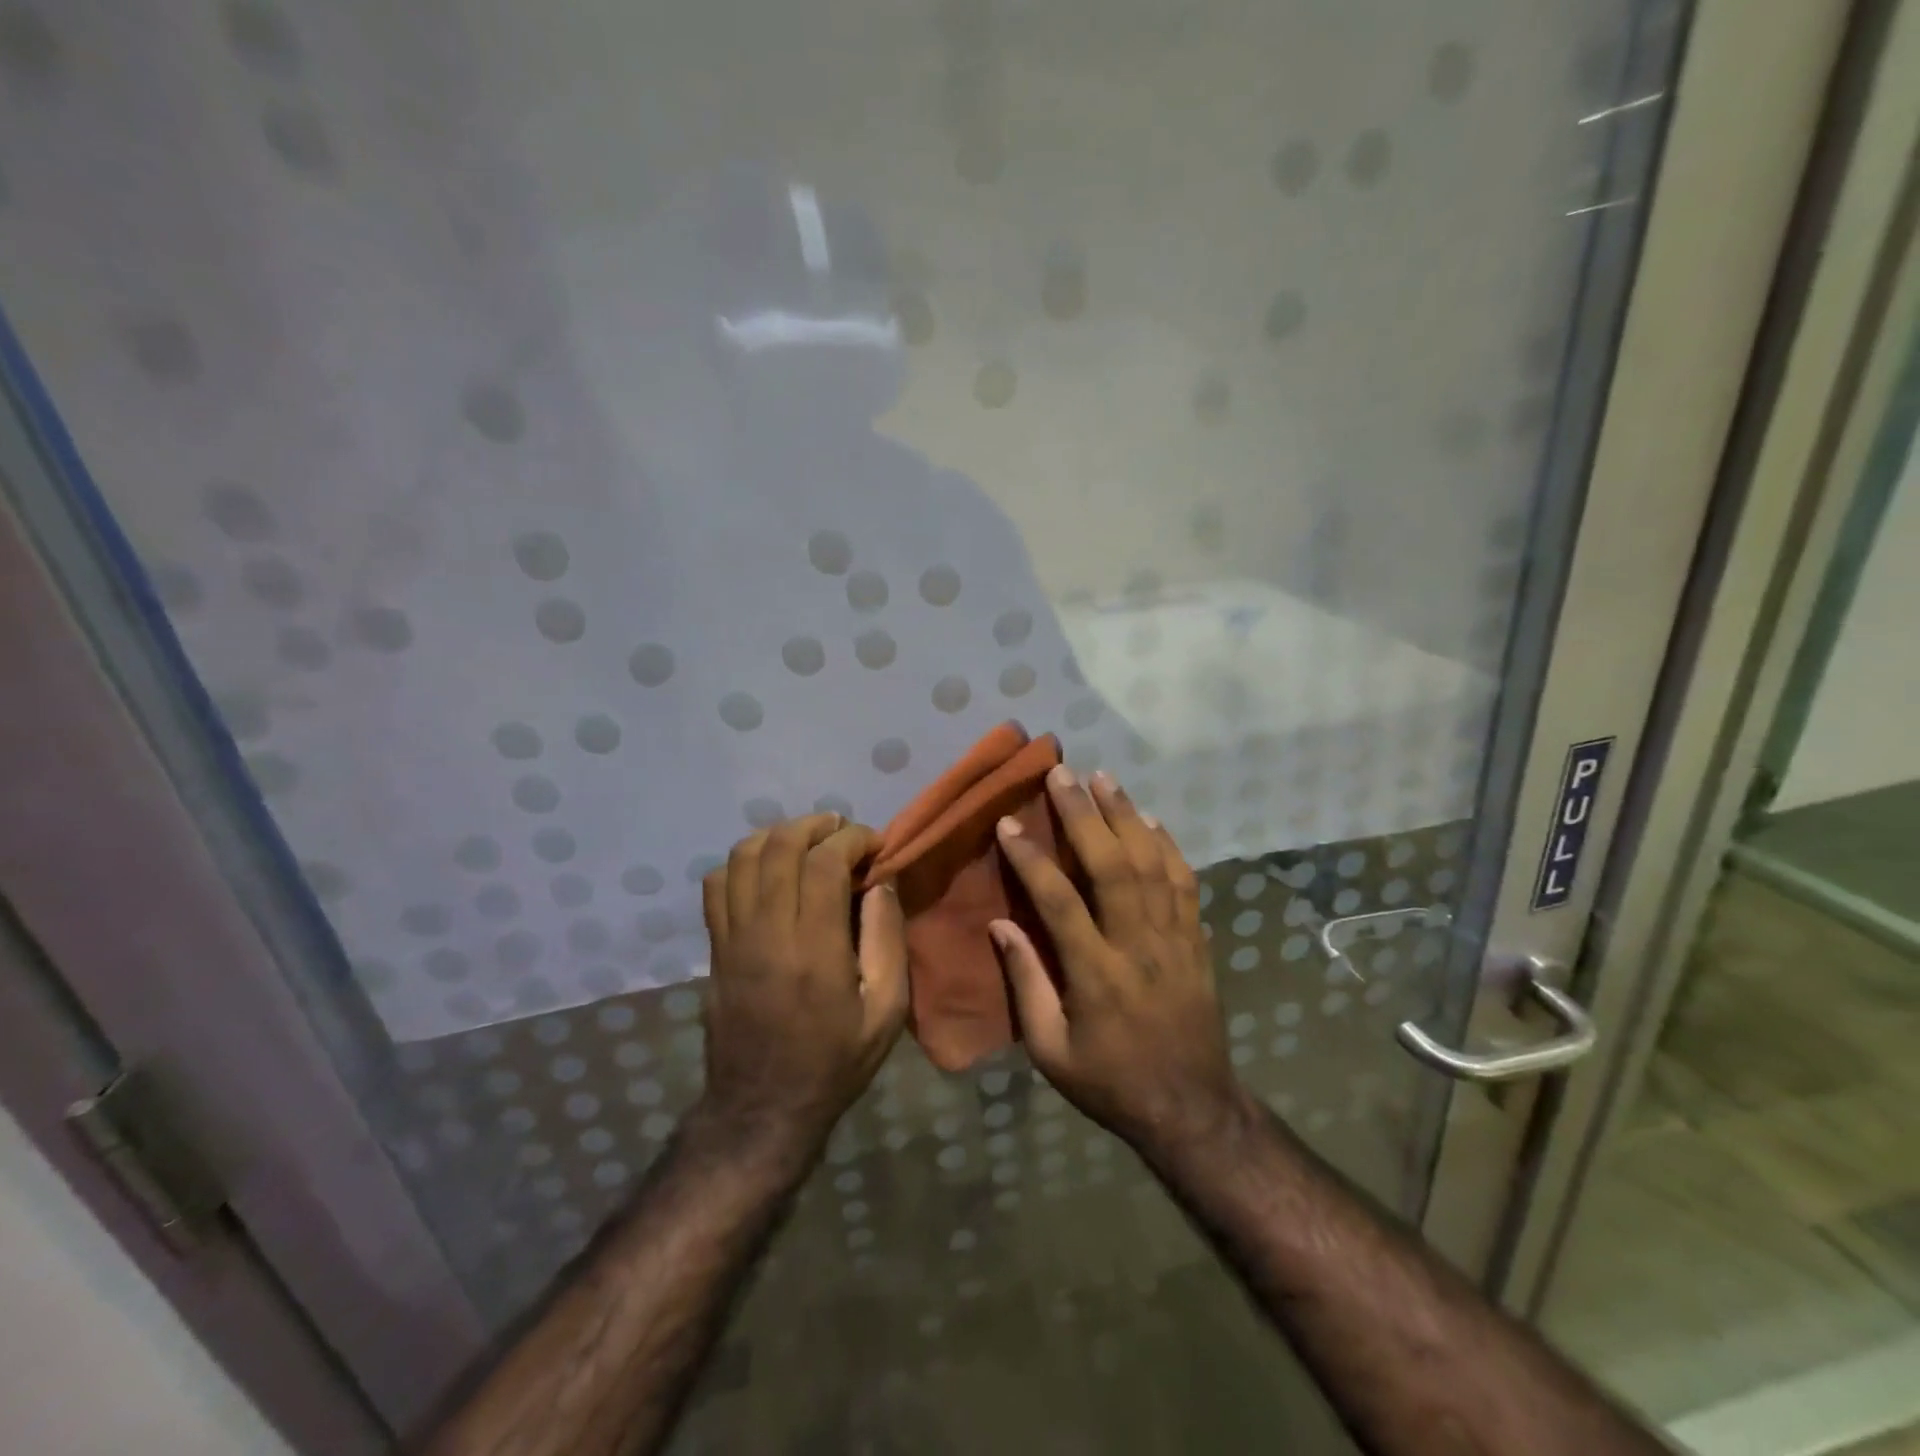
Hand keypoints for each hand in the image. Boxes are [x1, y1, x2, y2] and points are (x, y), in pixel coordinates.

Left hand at [696, 814, 908, 1165]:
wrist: (762, 1108)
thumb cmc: (835, 1061)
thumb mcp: (886, 1011)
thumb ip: (887, 940)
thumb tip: (881, 883)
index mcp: (814, 948)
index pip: (824, 863)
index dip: (852, 839)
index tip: (875, 843)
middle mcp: (767, 932)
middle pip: (780, 847)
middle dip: (815, 826)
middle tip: (842, 831)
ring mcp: (732, 938)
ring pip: (742, 857)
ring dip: (777, 835)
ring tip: (807, 840)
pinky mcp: (714, 948)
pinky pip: (715, 885)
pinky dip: (741, 862)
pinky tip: (767, 870)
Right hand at [990, 767, 1243, 1157]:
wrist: (1191, 1108)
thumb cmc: (1110, 1081)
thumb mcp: (1051, 1050)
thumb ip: (1026, 984)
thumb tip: (999, 925)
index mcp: (1097, 974)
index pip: (1060, 901)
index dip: (1032, 859)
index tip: (1008, 824)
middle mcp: (1138, 945)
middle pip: (1112, 866)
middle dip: (1084, 815)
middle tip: (1061, 774)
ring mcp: (1175, 939)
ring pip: (1151, 863)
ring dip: (1126, 815)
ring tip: (1103, 778)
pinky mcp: (1197, 940)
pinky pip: (1184, 882)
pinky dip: (1167, 845)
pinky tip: (1151, 819)